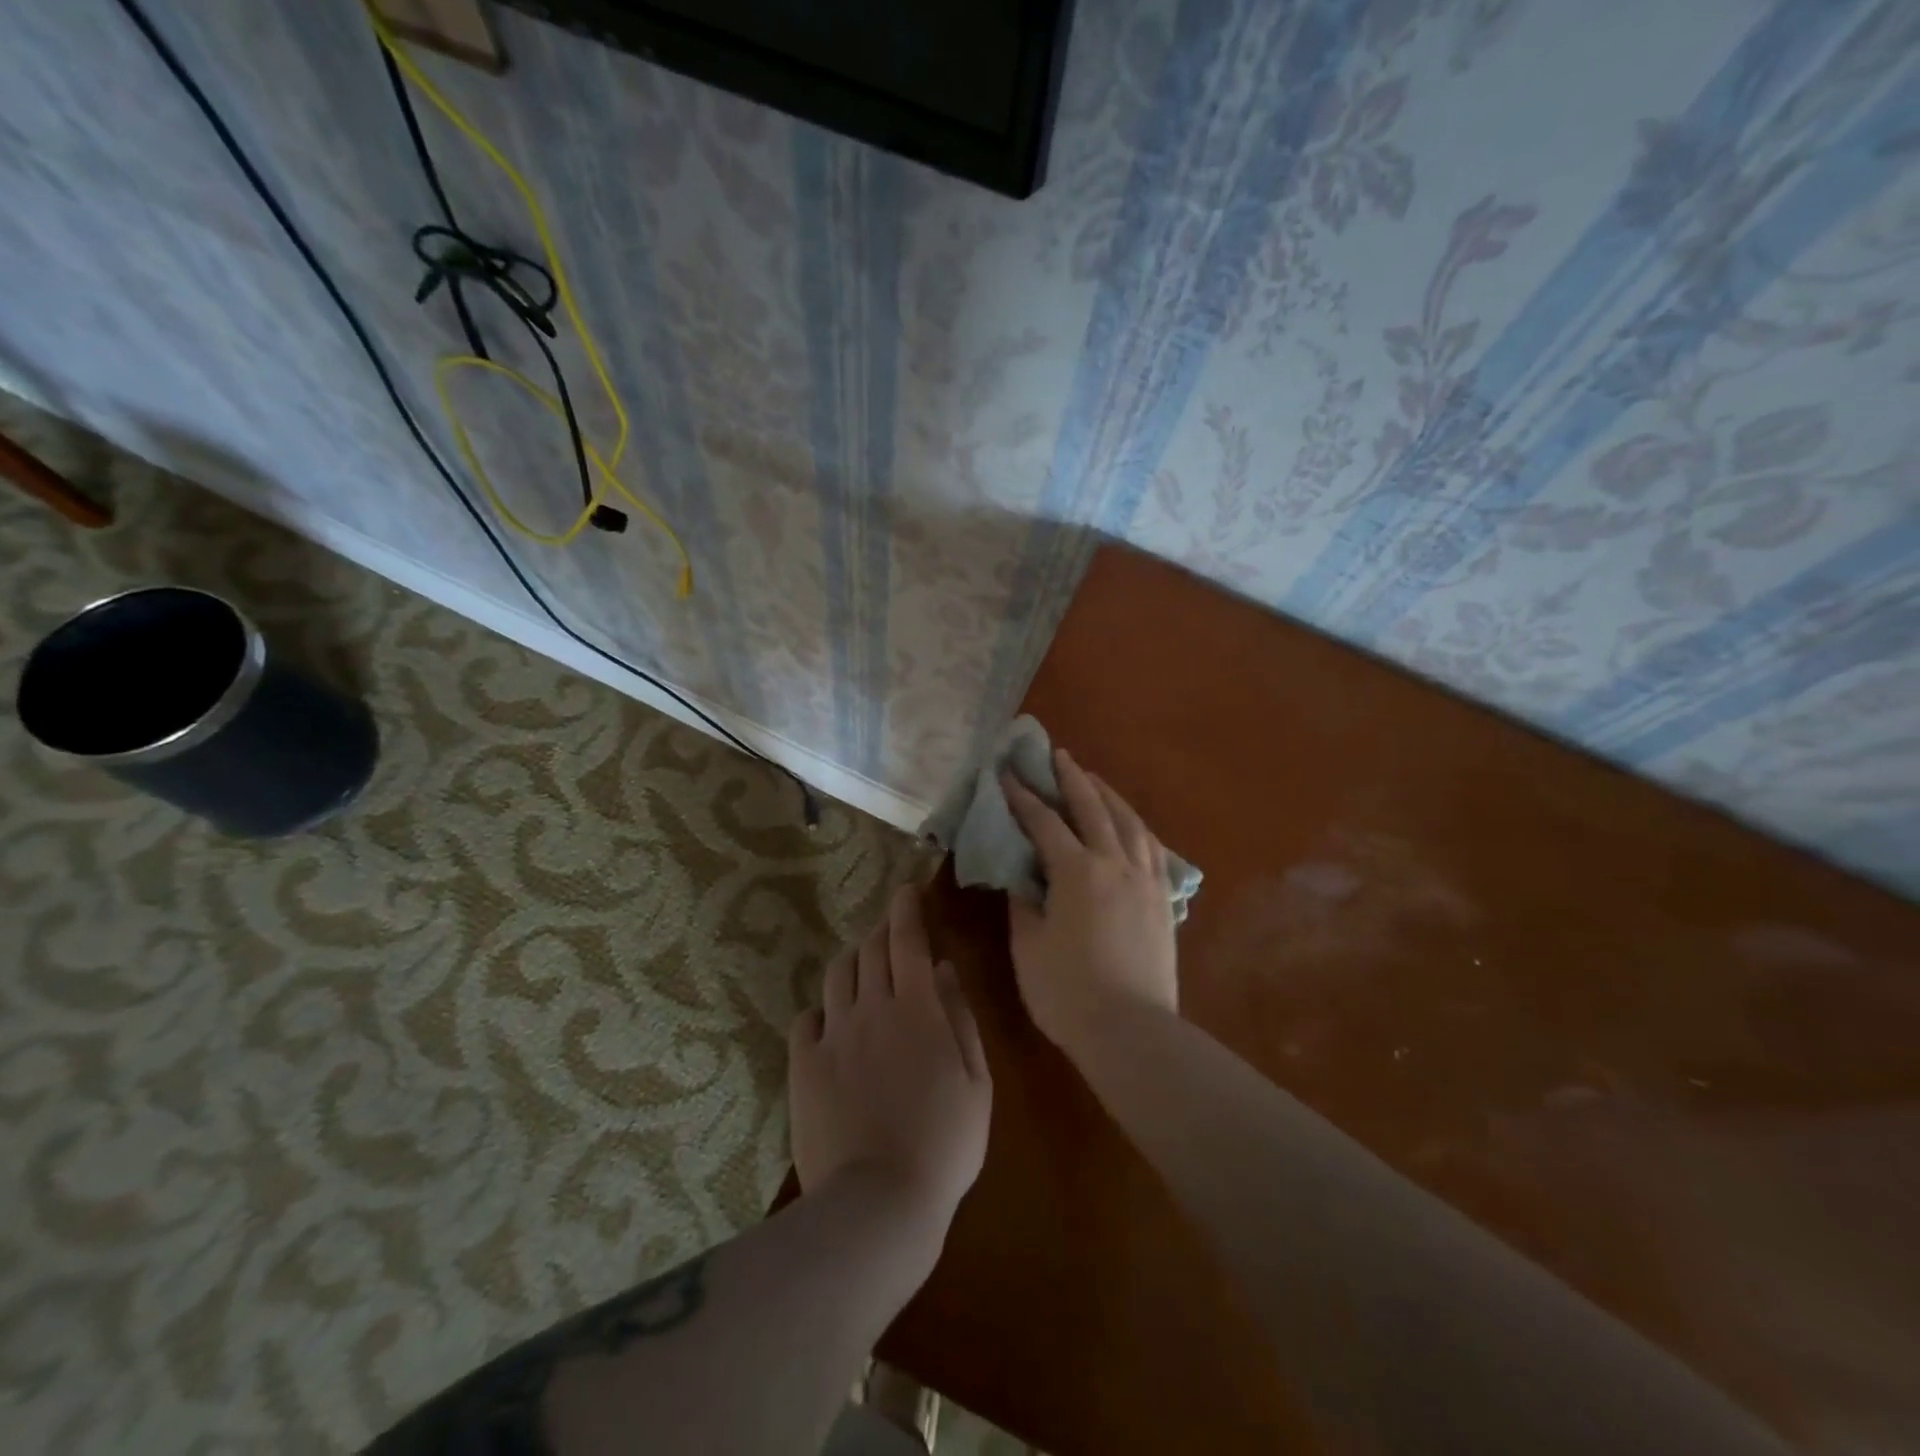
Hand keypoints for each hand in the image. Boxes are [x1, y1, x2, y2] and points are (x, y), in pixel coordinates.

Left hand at [788, 884, 991, 1238]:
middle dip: (882, 930)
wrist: (879, 1202)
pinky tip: (831, 1024)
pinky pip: (806, 1019)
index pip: (907, 939)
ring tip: (864, 972)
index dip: (907, 908)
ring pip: (837, 975)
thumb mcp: (976, 1081)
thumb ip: (960, 1018)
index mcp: (917, 1008)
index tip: (907, 890)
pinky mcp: (804, 1065)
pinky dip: (822, 1010)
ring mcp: (833, 1035)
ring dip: (853, 962)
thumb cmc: (945, 1143)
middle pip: (870, 949)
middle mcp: (871, 1008)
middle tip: (891, 930)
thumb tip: (945, 969)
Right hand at [1002, 749, 1177, 1059]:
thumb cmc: (1067, 991)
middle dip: (1071, 779)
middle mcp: (1115, 863)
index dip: (1023, 797)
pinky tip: (1130, 826)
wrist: (1131, 1030)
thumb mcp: (1028, 945)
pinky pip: (1151, 847)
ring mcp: (1145, 879)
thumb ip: (1023, 901)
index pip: (1044, 822)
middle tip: (1057, 755)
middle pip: (1093, 807)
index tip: (1007, 775)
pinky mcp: (1163, 899)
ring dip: (1109, 796)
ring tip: (1095, 781)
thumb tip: (1020, 874)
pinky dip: (1135, 826)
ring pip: (1129, 822)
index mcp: (1077, 871)